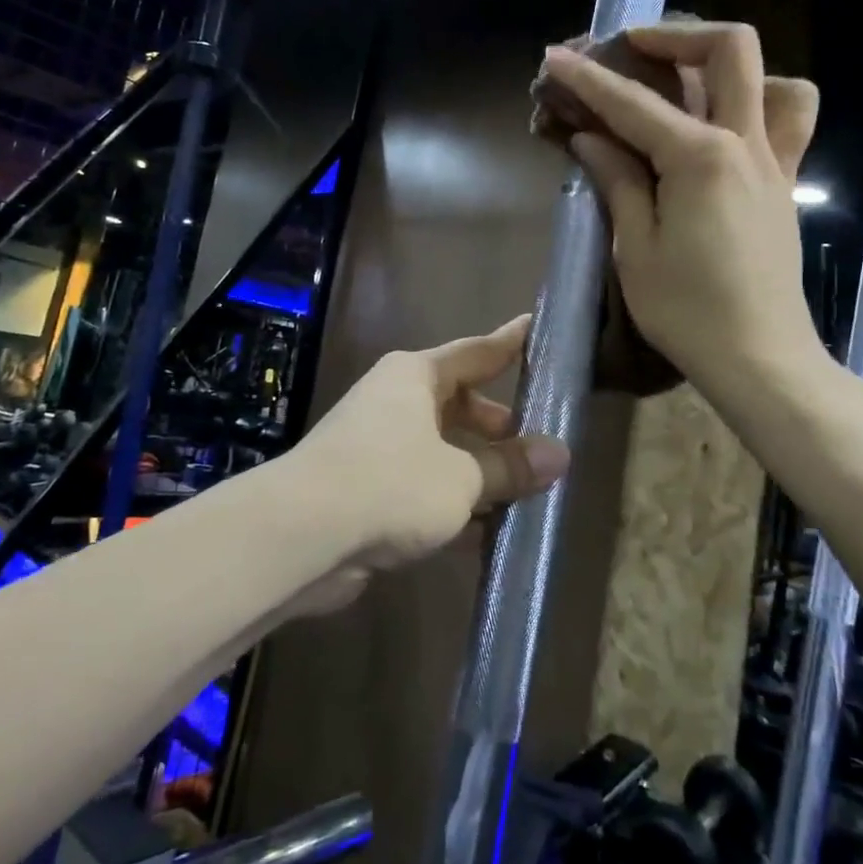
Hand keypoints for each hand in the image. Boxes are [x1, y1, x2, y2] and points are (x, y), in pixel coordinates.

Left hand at [298, 316, 570, 572]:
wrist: (301, 535)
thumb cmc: (391, 482)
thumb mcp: (463, 476)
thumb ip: (510, 466)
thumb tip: (561, 454)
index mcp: (415, 376)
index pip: (475, 352)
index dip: (510, 343)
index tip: (536, 328)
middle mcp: (393, 401)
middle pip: (457, 403)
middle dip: (495, 425)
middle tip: (535, 441)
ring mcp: (374, 445)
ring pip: (440, 449)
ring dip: (476, 471)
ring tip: (522, 492)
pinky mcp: (363, 489)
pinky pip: (420, 486)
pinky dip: (450, 503)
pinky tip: (483, 532)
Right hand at [540, 20, 828, 408]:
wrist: (760, 357)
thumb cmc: (687, 311)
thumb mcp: (636, 248)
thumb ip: (618, 182)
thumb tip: (591, 139)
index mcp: (699, 158)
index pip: (633, 104)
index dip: (588, 78)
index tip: (556, 57)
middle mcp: (744, 144)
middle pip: (729, 51)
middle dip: (677, 35)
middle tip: (634, 47)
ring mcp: (773, 163)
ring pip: (776, 79)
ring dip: (733, 67)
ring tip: (690, 85)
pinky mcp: (784, 186)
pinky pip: (788, 123)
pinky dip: (760, 104)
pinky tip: (722, 130)